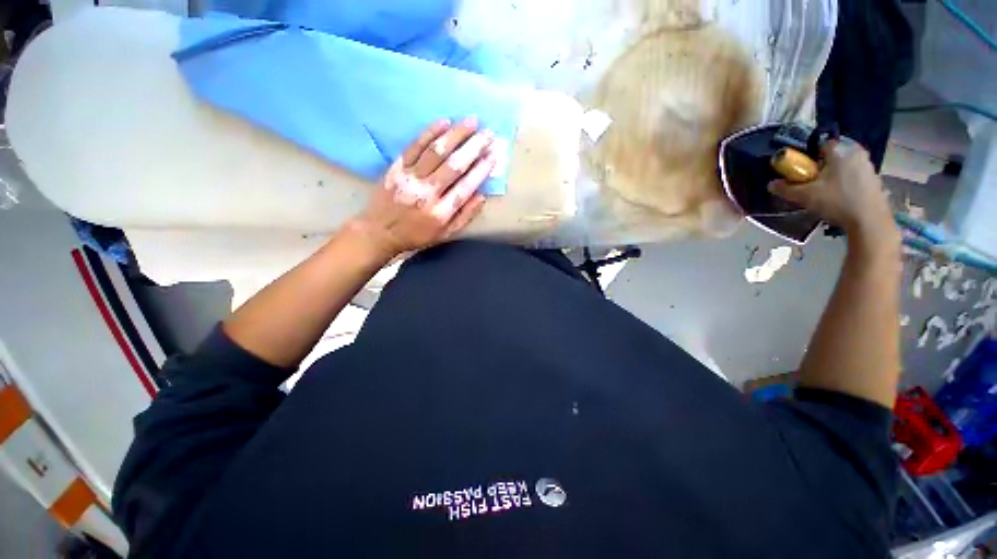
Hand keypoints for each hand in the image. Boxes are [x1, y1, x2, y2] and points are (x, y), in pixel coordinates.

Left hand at [350, 118, 497, 257]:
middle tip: (488, 133)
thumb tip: (482, 195)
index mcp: (440, 213)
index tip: (493, 155)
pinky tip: (444, 122)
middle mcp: (426, 193)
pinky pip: (414, 146)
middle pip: (453, 166)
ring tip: (471, 122)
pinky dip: (429, 133)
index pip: (466, 187)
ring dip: (455, 135)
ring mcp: (410, 178)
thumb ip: (465, 216)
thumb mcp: (445, 234)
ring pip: (436, 152)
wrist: (380, 231)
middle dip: (473, 147)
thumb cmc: (417, 235)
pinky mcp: (396, 168)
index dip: (481, 170)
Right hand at [769, 140, 895, 238]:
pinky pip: (855, 176)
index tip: (803, 170)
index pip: (821, 145)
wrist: (870, 221)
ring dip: (834, 175)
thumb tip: (771, 184)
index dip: (809, 156)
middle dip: (822, 166)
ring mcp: (869, 166)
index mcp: (841, 151)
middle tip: (812, 182)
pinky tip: (840, 198)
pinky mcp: (875, 180)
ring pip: (844, 166)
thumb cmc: (837, 202)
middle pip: (833, 156)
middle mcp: (857, 153)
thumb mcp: (805, 196)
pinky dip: (846, 183)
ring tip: (825, 192)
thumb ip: (786, 189)